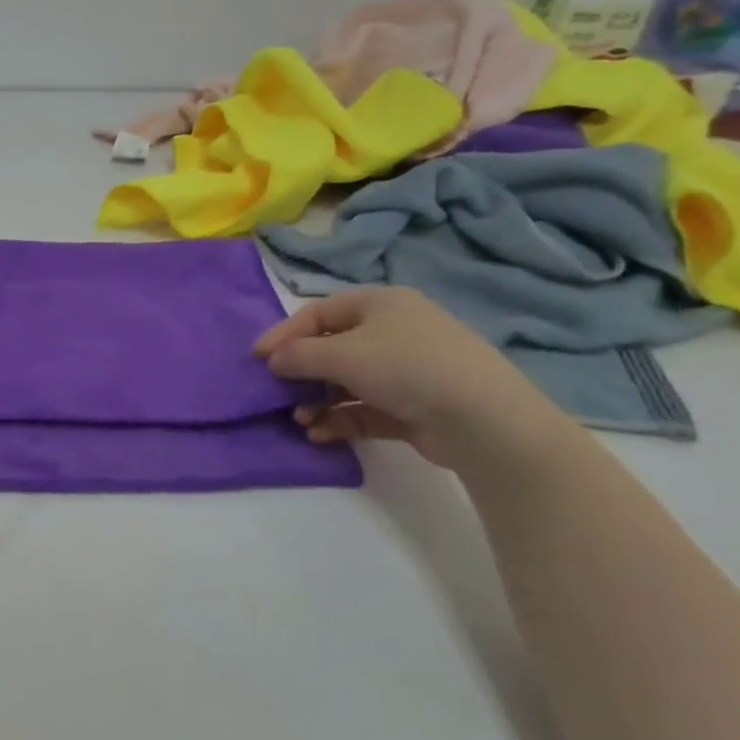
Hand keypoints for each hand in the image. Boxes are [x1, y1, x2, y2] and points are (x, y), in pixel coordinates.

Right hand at [253, 287, 566, 470]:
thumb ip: (298, 355)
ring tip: (300, 420)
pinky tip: (319, 434)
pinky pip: (366, 409)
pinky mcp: (414, 407)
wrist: (483, 419)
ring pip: (347, 382)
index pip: (318, 312)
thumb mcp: (341, 354)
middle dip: (302, 372)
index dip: (284, 333)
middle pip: (332, 348)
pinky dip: (341, 419)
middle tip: (277, 392)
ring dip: (318, 400)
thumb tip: (272, 360)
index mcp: (379, 304)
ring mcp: (407, 371)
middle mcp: (394, 332)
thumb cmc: (406, 367)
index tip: (256, 358)